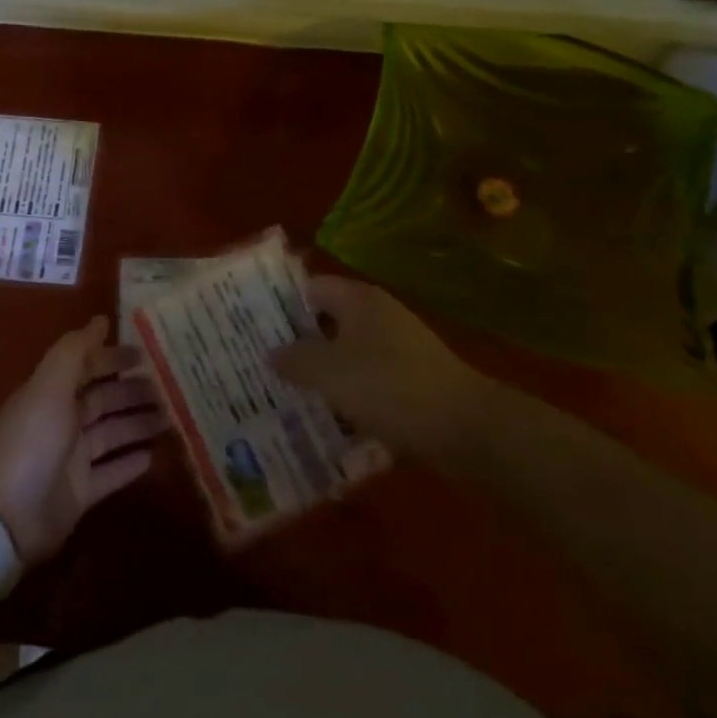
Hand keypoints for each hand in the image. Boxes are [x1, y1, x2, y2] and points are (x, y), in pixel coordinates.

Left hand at [0, 318, 167, 564]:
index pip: (87, 367)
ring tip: (170, 418)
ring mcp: (71, 460)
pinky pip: (112, 473)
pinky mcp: (80, 494)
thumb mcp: (50, 385)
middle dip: (131, 391)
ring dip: (138, 424)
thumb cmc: (31, 440)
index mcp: (52, 393)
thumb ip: (75, 351)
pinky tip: (155, 456)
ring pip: (112, 434)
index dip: (112, 358)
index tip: (145, 354)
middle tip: (167, 387)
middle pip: (103, 400)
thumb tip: (101, 320)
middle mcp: (62, 422)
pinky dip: (131, 464)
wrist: (5, 516)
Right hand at [273, 275, 484, 464]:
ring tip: (283, 394)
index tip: (250, 326)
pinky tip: (325, 419)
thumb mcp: (330, 372)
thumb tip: (271, 352)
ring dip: (320, 373)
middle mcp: (377, 316)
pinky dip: (346, 395)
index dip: (278, 304)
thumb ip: (295, 359)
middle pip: (326, 322)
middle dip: (295, 343)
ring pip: (345, 354)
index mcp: (358, 300)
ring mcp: (396, 349)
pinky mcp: (409, 381)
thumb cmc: (390, 387)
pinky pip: (366, 381)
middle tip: (259, 364)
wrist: (466, 429)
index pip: (308, 288)